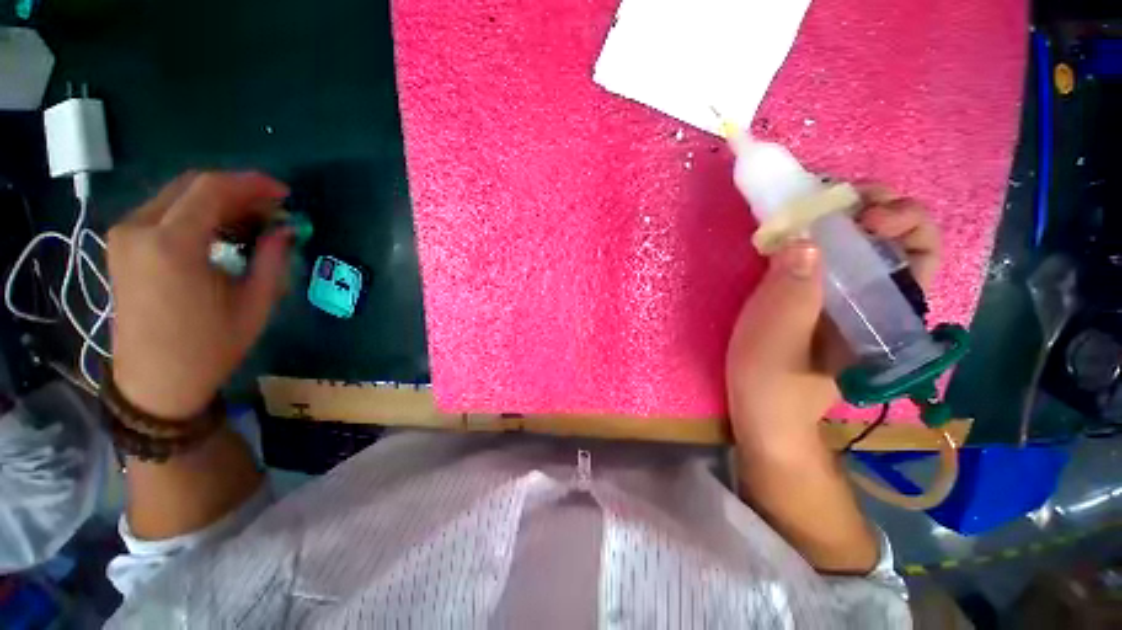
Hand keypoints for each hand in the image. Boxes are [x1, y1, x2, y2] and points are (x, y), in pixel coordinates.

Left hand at [107, 172, 291, 417]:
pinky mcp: (122, 245)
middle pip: (192, 185)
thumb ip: (271, 259)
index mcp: (171, 245)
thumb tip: (285, 229)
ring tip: (252, 221)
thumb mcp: (254, 304)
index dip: (253, 184)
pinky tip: (220, 231)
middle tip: (272, 210)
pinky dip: (196, 212)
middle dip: (237, 191)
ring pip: (177, 195)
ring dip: (218, 201)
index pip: (212, 189)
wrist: (155, 381)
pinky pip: (163, 211)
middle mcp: (139, 229)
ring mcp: (125, 235)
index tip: (284, 194)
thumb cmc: (209, 347)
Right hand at [726, 186, 939, 453]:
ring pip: (863, 244)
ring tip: (816, 207)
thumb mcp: (774, 339)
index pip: (920, 253)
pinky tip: (794, 233)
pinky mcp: (814, 297)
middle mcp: (874, 298)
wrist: (764, 410)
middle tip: (840, 199)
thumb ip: (791, 295)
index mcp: (883, 312)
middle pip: (899, 239)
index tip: (863, 214)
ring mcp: (843, 297)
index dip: (903, 221)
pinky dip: (816, 235)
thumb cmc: (770, 381)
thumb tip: (804, 240)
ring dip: (846, 216)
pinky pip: (826, 256)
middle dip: (877, 206)